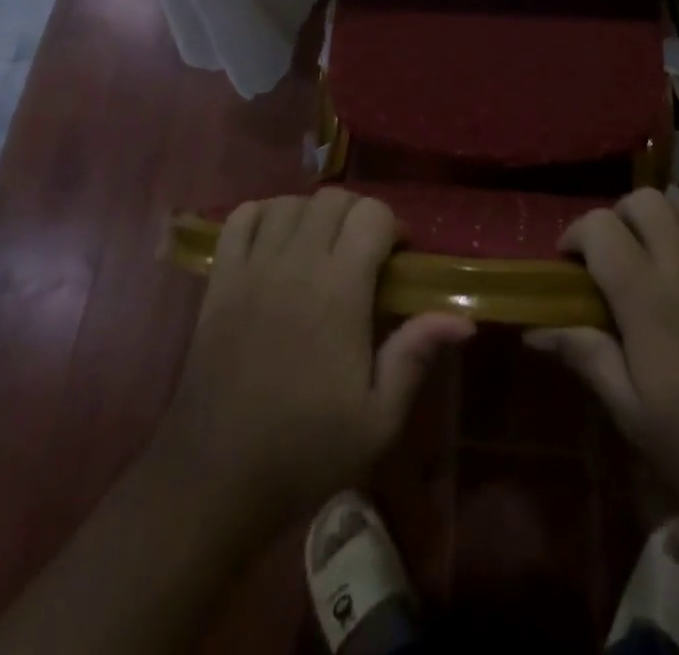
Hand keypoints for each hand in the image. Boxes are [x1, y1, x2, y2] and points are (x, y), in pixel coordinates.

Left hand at [147, 188, 473, 540]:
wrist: (216, 478)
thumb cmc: (305, 450)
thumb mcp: (377, 419)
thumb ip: (415, 355)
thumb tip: (462, 318)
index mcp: (339, 291)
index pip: (372, 214)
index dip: (393, 225)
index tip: (399, 257)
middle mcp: (296, 264)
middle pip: (333, 199)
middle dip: (358, 214)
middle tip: (365, 253)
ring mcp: (252, 267)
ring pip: (290, 201)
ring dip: (313, 213)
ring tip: (322, 247)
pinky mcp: (220, 279)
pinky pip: (240, 217)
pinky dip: (263, 214)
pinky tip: (276, 240)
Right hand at [527, 187, 678, 532]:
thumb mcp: (636, 418)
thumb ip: (589, 359)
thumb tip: (537, 329)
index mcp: (646, 297)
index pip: (600, 227)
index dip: (576, 234)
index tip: (568, 264)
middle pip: (647, 200)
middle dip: (621, 215)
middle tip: (615, 254)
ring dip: (673, 216)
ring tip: (664, 251)